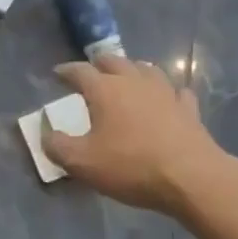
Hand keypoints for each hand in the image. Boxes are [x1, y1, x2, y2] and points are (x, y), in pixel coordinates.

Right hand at [42, 53, 227, 215]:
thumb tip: (46, 135)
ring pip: (146, 69)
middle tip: (92, 71)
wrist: (191, 177)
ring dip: (133, 70)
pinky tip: (168, 98)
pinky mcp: (187, 108)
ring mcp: (164, 91)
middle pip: (114, 61)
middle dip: (99, 64)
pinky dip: (168, 92)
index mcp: (105, 89)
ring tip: (128, 77)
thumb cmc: (131, 166)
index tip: (57, 73)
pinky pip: (176, 92)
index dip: (66, 71)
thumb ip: (58, 147)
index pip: (80, 71)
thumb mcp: (83, 163)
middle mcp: (133, 81)